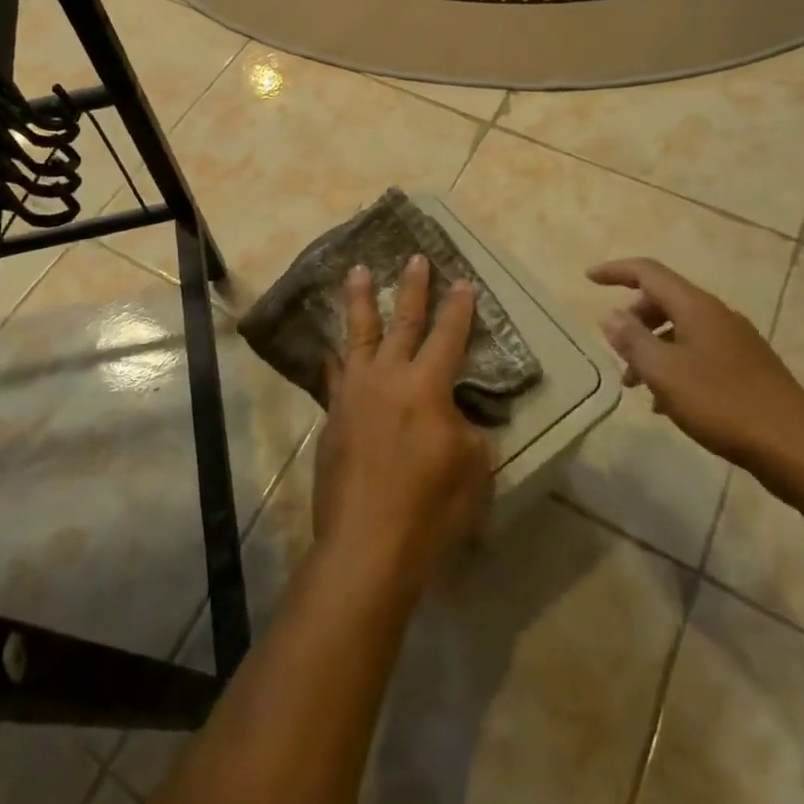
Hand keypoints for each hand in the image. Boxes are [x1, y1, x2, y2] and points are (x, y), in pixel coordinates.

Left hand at [314, 256, 492, 597]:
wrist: (366, 545)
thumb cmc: (430, 510)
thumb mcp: (472, 468)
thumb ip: (464, 428)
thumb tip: (450, 413)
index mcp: (427, 387)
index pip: (448, 336)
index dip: (458, 308)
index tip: (461, 281)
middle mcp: (388, 377)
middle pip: (403, 322)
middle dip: (412, 288)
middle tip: (414, 258)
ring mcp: (354, 393)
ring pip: (358, 335)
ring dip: (361, 301)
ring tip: (357, 271)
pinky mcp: (332, 415)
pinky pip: (334, 374)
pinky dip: (335, 356)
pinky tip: (331, 347)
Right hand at [588, 257, 803, 474]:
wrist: (798, 449)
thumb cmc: (723, 404)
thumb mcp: (664, 372)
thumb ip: (632, 340)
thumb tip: (610, 315)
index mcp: (696, 307)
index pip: (648, 272)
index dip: (616, 271)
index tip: (588, 278)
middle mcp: (717, 315)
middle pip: (664, 299)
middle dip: (634, 318)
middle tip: (615, 347)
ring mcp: (736, 342)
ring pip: (681, 330)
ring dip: (652, 347)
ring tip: (635, 385)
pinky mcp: (747, 369)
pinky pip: (698, 353)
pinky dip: (675, 366)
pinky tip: (668, 403)